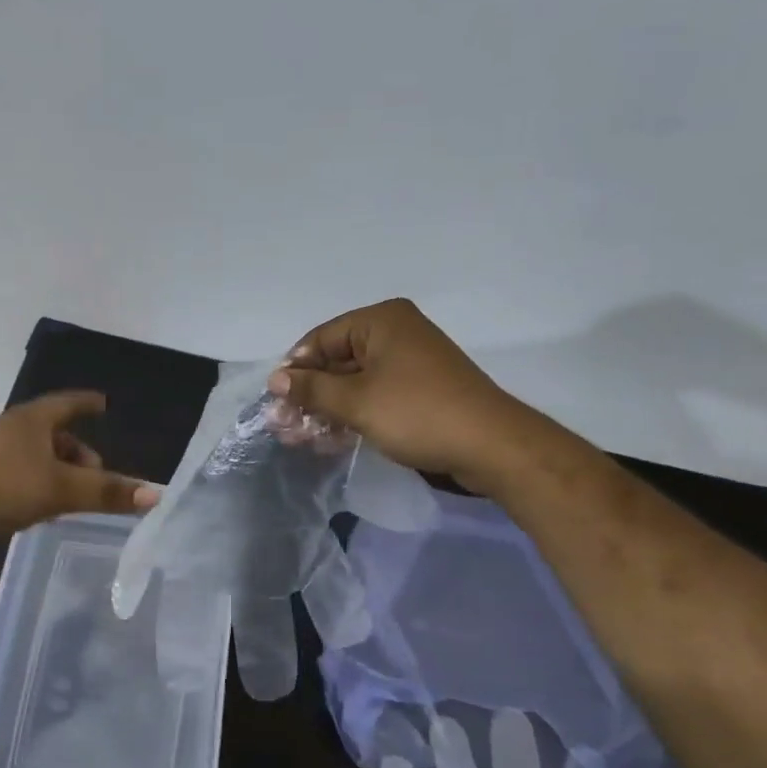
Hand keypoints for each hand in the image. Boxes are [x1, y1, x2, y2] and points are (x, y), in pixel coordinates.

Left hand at [0, 392, 160, 547]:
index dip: (88, 402)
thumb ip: (107, 492)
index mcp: (33, 419)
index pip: (69, 402)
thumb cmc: (2, 486)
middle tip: (98, 475)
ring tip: (75, 499)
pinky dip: (40, 488)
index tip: (104, 403)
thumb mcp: (61, 489)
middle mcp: (14, 431)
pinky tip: (44, 512)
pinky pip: (23, 478)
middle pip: (56, 434)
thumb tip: (155, 494)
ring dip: (60, 474)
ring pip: (39, 459)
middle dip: (79, 452)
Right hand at [269, 299, 534, 484]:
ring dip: (327, 408)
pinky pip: (375, 395)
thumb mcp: (356, 402)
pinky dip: (353, 414)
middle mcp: (395, 333)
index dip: (295, 368)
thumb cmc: (417, 413)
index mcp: (381, 321)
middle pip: (337, 360)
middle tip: (284, 425)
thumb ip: (312, 389)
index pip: (321, 338)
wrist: (491, 446)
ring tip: (301, 438)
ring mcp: (410, 362)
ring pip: (354, 381)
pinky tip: (331, 439)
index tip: (276, 400)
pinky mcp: (420, 389)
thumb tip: (275, 380)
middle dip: (309, 394)